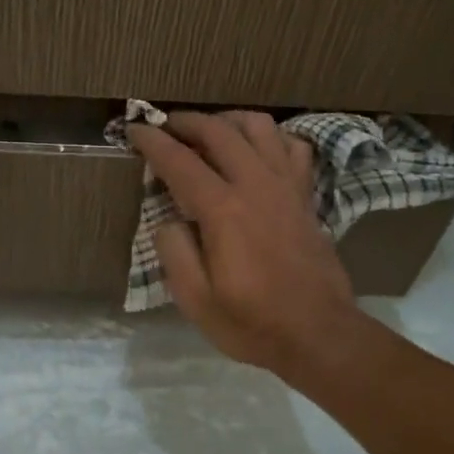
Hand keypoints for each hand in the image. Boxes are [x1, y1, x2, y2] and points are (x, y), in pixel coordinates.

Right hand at [126, 111, 364, 377]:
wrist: (318, 334)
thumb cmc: (252, 322)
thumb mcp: (196, 300)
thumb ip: (174, 252)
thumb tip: (167, 219)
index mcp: (224, 210)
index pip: (179, 161)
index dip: (153, 142)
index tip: (134, 130)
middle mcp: (256, 185)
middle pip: (219, 131)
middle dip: (187, 121)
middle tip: (165, 125)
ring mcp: (286, 186)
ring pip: (260, 127)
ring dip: (229, 120)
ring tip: (210, 130)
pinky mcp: (306, 196)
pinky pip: (292, 148)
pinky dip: (273, 138)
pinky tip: (258, 150)